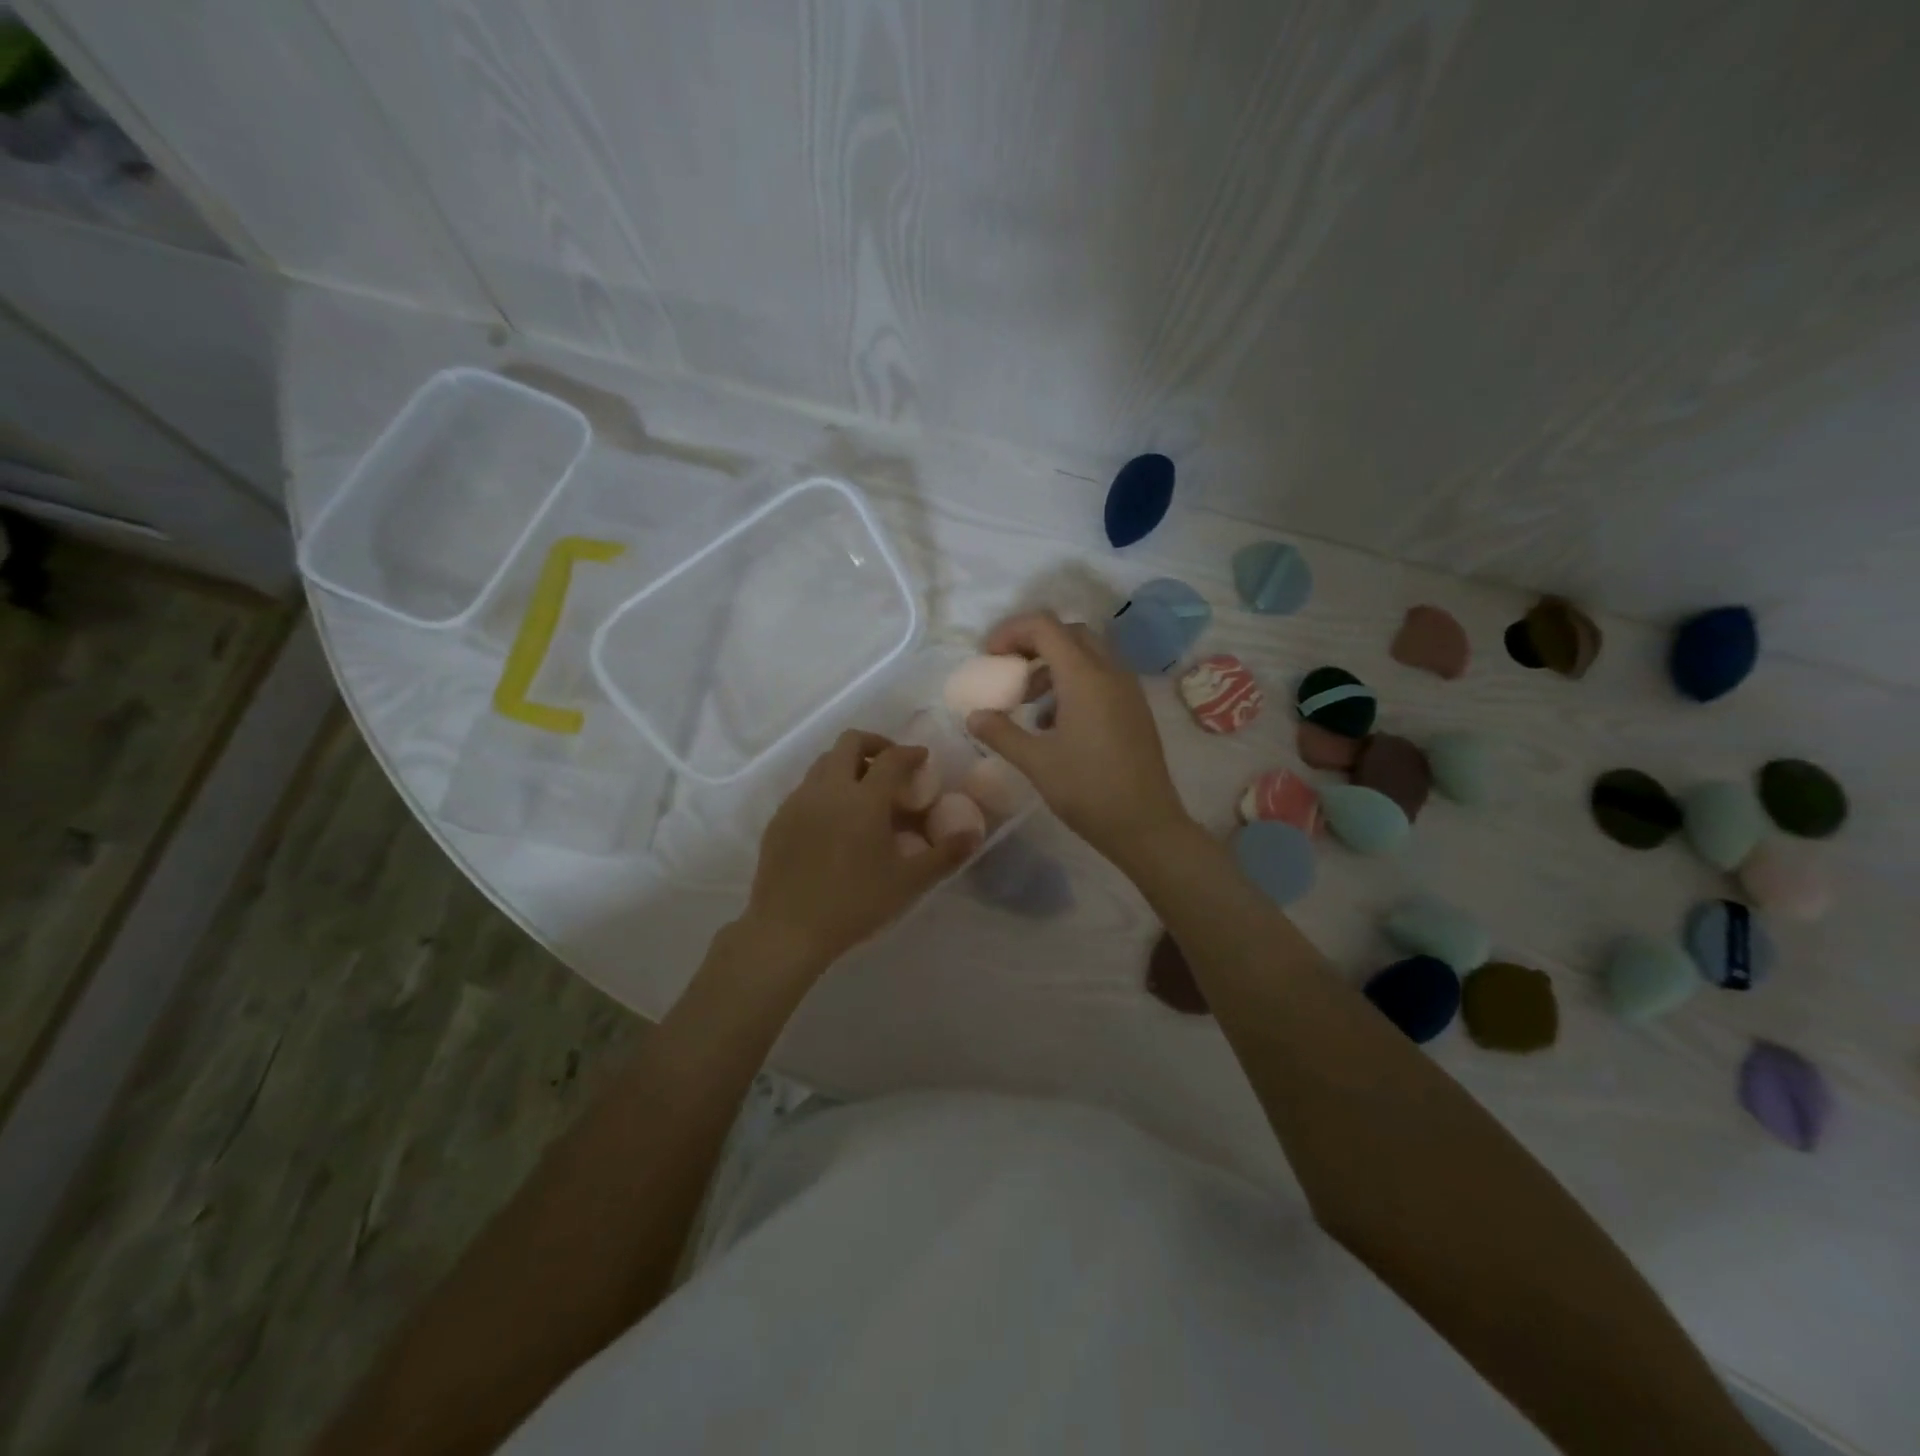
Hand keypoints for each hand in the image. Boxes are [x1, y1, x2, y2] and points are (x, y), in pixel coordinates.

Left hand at [742, 730, 974, 972]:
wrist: (788, 929)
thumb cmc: (854, 903)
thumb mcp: (908, 882)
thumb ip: (945, 855)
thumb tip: (975, 834)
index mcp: (864, 799)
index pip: (892, 758)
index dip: (911, 753)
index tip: (923, 758)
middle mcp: (829, 788)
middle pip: (850, 742)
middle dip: (875, 744)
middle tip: (891, 765)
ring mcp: (799, 801)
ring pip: (824, 762)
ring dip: (847, 764)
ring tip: (863, 791)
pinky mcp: (779, 818)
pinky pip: (806, 787)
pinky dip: (826, 788)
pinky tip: (834, 820)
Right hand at [965, 611, 1192, 859]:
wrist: (1146, 825)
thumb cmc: (1088, 790)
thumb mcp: (1036, 762)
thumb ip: (1001, 733)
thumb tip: (974, 716)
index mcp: (1085, 676)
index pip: (1045, 626)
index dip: (1011, 632)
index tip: (989, 657)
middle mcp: (1110, 672)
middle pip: (1068, 633)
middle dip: (1033, 644)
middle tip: (1008, 671)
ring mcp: (1127, 689)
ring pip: (1086, 655)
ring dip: (1052, 666)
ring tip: (1027, 702)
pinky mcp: (1134, 708)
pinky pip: (1101, 677)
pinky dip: (1073, 683)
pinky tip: (1055, 723)